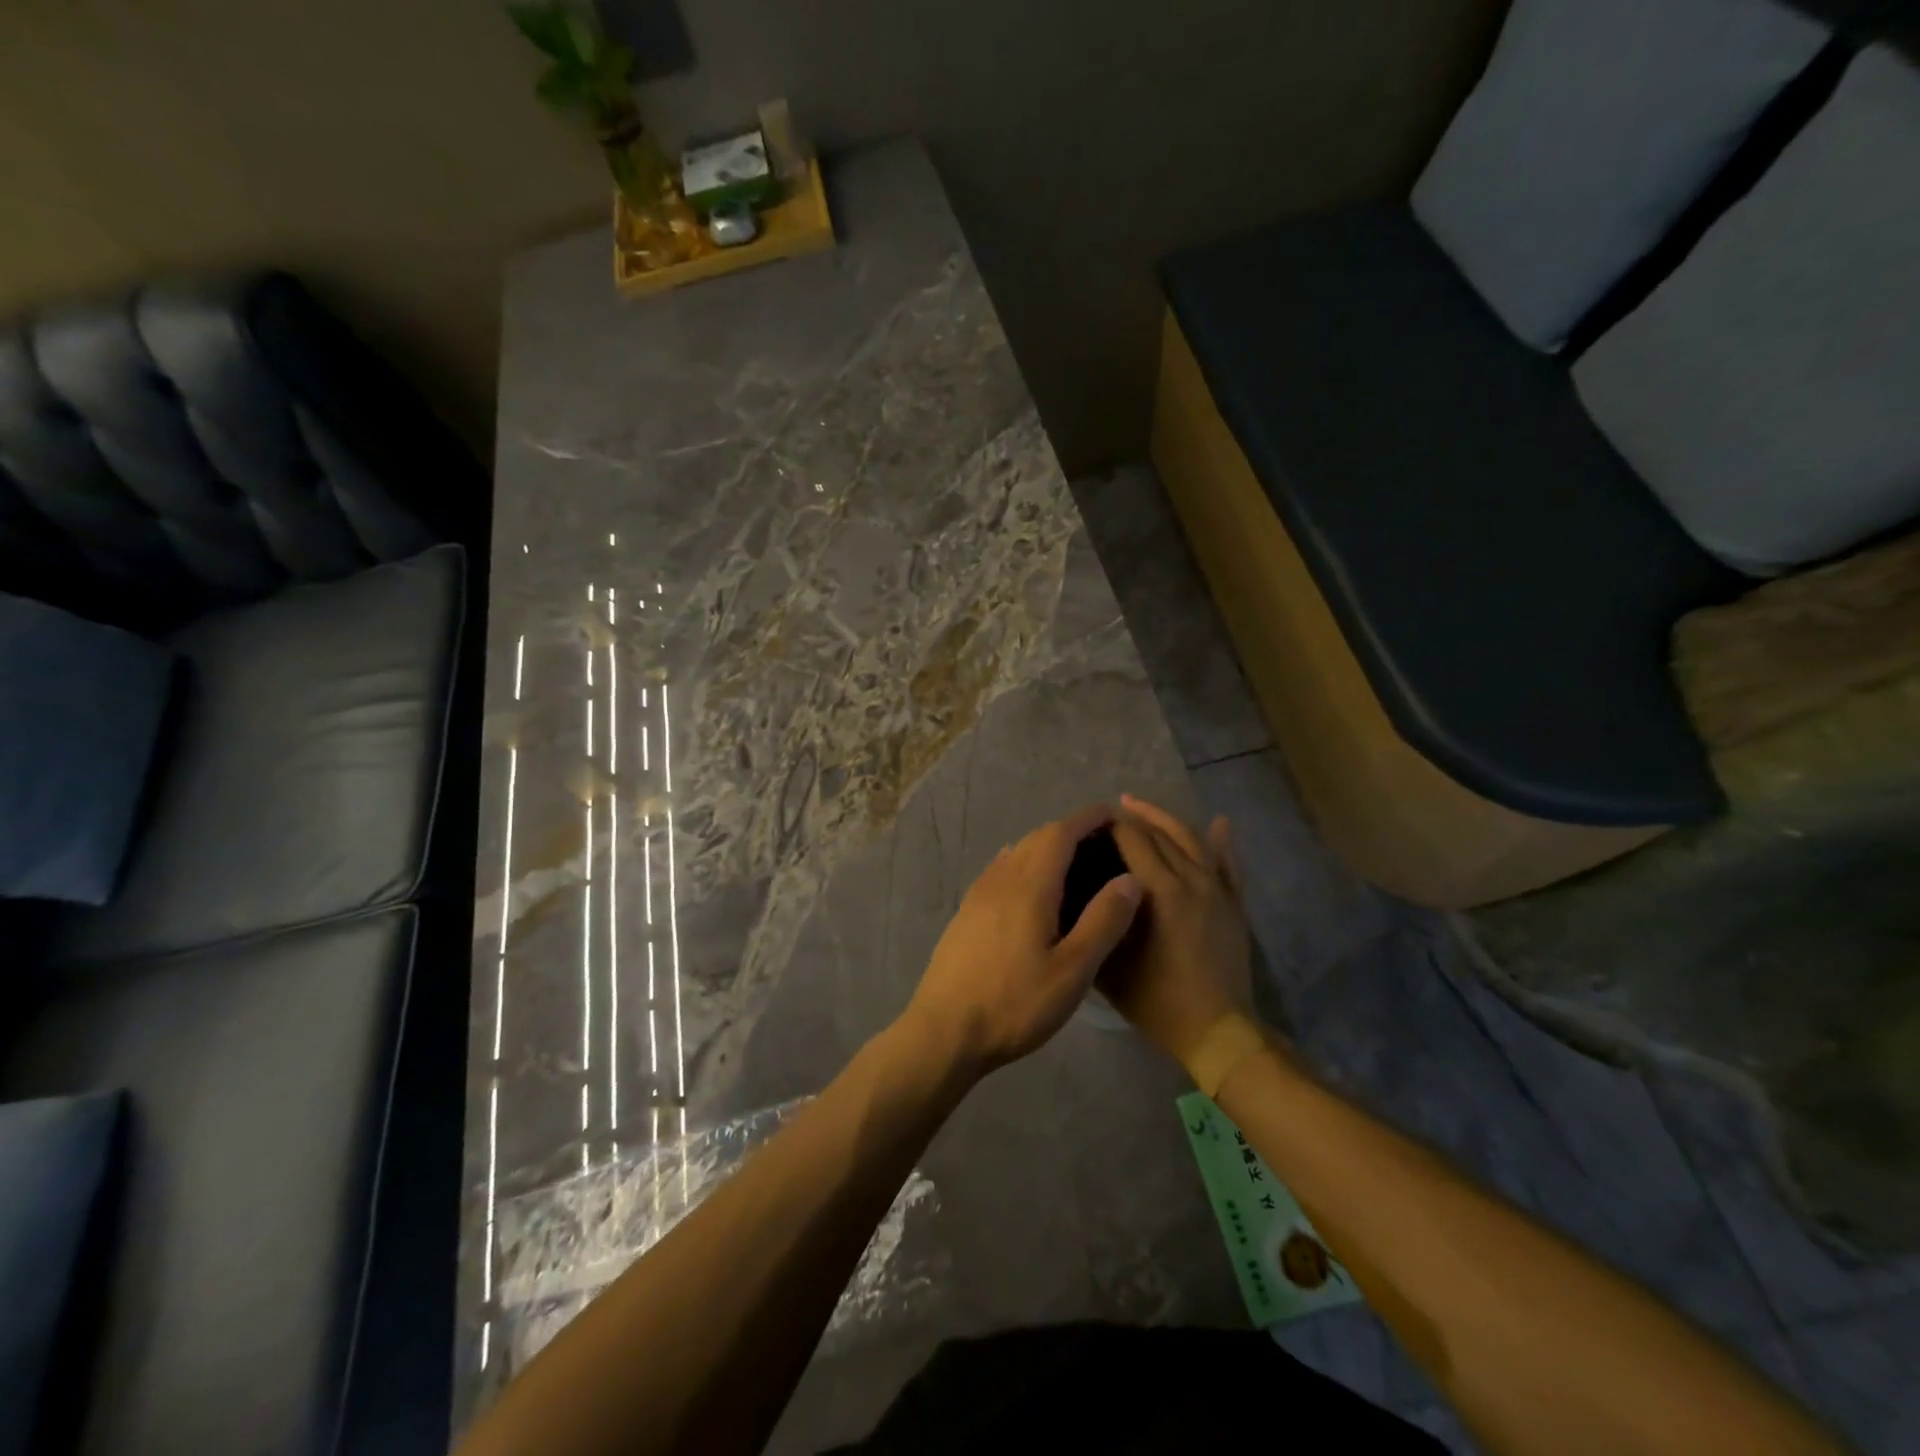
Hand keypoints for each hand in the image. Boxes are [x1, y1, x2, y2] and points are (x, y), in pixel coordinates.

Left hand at [903, 805, 1143, 1074]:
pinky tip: (1033, 886)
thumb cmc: (1015, 1003)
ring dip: (1047, 847)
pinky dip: (1025, 864)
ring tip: (1076, 865)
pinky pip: (1001, 871)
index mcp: (1030, 885)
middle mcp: (1002, 878)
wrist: (944, 1030)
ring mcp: (979, 894)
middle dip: (1071, 831)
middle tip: (1104, 844)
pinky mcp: (967, 912)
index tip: (1114, 814)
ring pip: (1017, 853)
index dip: (1088, 819)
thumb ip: (1103, 921)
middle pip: (1038, 838)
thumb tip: (1130, 878)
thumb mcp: (1072, 970)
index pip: (1061, 832)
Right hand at [1099, 795, 1254, 1072]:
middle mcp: (1191, 880)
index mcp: (1161, 891)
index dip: (1112, 825)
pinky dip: (1222, 842)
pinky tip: (1219, 823)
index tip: (1091, 821)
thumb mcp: (1111, 965)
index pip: (1133, 841)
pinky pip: (1228, 865)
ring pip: (1192, 840)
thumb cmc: (1157, 1000)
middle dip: (1134, 818)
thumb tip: (1081, 895)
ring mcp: (1217, 890)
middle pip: (1160, 835)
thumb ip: (1097, 923)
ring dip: (1166, 820)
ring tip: (1142, 807)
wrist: (1217, 1030)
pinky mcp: (1233, 905)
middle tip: (1111, 812)